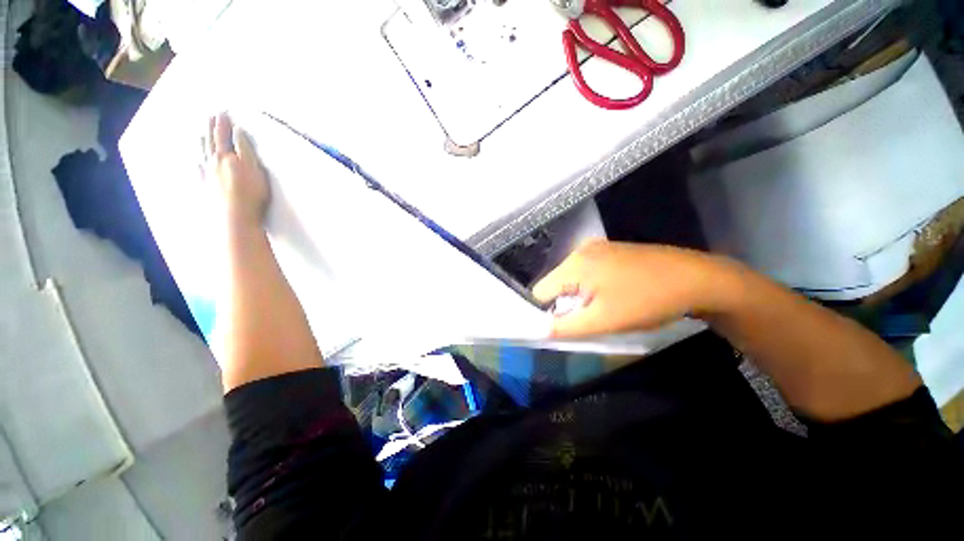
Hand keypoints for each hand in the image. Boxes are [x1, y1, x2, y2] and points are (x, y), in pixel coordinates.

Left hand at [205, 113, 269, 226]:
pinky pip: (196, 166)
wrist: (234, 218)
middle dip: (211, 127)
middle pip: (211, 140)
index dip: (225, 124)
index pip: (226, 136)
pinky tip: (195, 156)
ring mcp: (206, 173)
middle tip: (211, 116)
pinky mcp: (203, 185)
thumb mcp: (255, 171)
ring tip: (201, 131)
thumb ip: (246, 151)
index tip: (223, 113)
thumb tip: (239, 133)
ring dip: (202, 139)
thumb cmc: (251, 195)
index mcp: (228, 157)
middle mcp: (214, 161)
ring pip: (201, 151)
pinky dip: (196, 158)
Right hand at [532, 240, 729, 337]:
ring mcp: (596, 247)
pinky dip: (590, 287)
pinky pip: (586, 272)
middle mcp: (580, 250)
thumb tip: (541, 331)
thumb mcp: (604, 321)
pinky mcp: (609, 250)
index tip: (563, 326)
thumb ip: (567, 327)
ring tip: (602, 307)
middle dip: (565, 304)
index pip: (540, 291)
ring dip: (578, 297)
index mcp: (574, 264)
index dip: (545, 312)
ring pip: (570, 279)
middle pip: (555, 284)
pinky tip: (611, 294)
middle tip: (589, 318)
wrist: (698, 279)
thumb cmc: (648, 301)